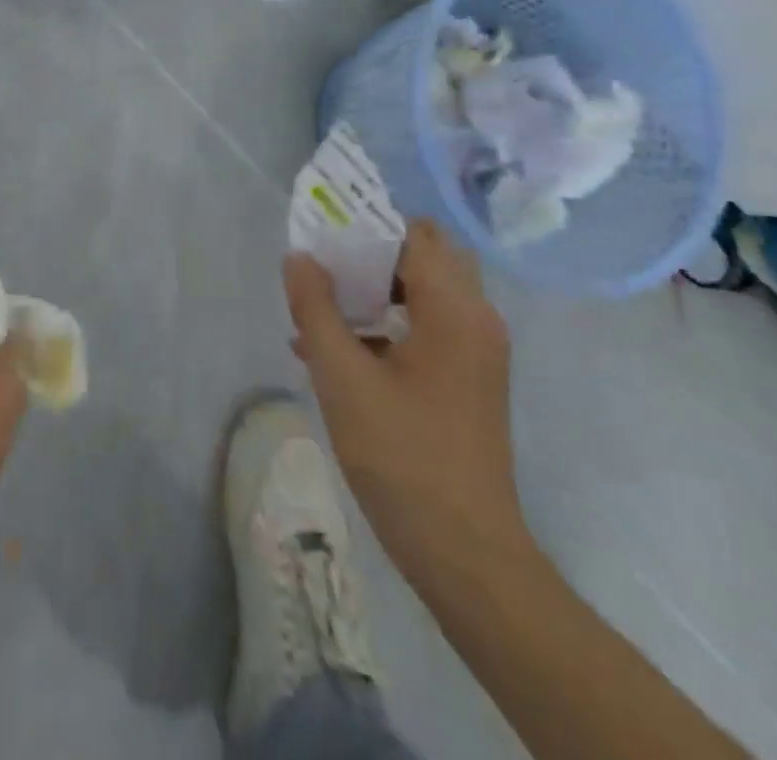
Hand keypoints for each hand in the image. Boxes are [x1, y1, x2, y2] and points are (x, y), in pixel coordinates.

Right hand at [284, 219, 527, 583]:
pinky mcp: (470, 378)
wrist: (465, 552)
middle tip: (322, 263)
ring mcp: (477, 350)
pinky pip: (427, 325)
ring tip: (320, 305)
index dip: (367, 224)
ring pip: (424, 291)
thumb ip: (315, 308)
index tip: (323, 231)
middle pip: (424, 256)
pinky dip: (388, 321)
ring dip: (375, 288)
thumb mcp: (341, 377)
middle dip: (370, 252)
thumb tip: (299, 257)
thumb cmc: (402, 456)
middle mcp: (476, 319)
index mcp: (454, 310)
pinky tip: (337, 349)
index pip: (414, 234)